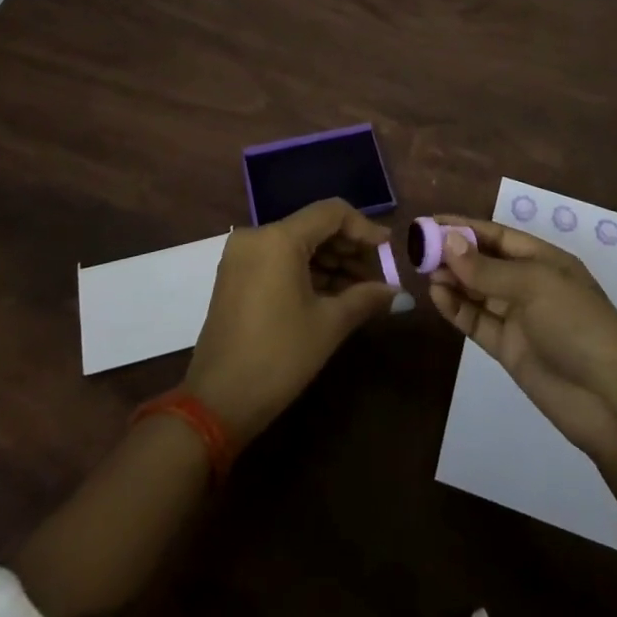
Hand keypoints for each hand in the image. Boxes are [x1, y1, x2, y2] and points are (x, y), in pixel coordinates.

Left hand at [183, 199, 397, 447]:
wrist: (217, 403)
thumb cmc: (279, 357)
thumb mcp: (329, 325)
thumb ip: (366, 298)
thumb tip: (399, 293)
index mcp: (279, 238)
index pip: (332, 212)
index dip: (364, 228)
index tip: (388, 249)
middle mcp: (257, 235)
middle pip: (314, 226)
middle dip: (348, 248)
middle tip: (377, 275)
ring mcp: (242, 255)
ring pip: (297, 243)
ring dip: (330, 261)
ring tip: (360, 289)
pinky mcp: (235, 275)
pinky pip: (278, 259)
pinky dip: (306, 271)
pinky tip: (331, 293)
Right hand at [427, 217, 616, 460]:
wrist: (609, 399)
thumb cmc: (576, 325)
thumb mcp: (533, 285)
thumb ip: (487, 268)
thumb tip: (448, 241)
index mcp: (544, 260)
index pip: (497, 236)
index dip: (465, 228)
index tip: (430, 222)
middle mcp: (529, 284)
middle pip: (484, 262)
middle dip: (453, 253)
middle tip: (417, 248)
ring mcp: (518, 318)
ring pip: (477, 291)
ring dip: (452, 279)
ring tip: (423, 271)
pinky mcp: (508, 348)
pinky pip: (477, 320)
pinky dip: (456, 308)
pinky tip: (436, 296)